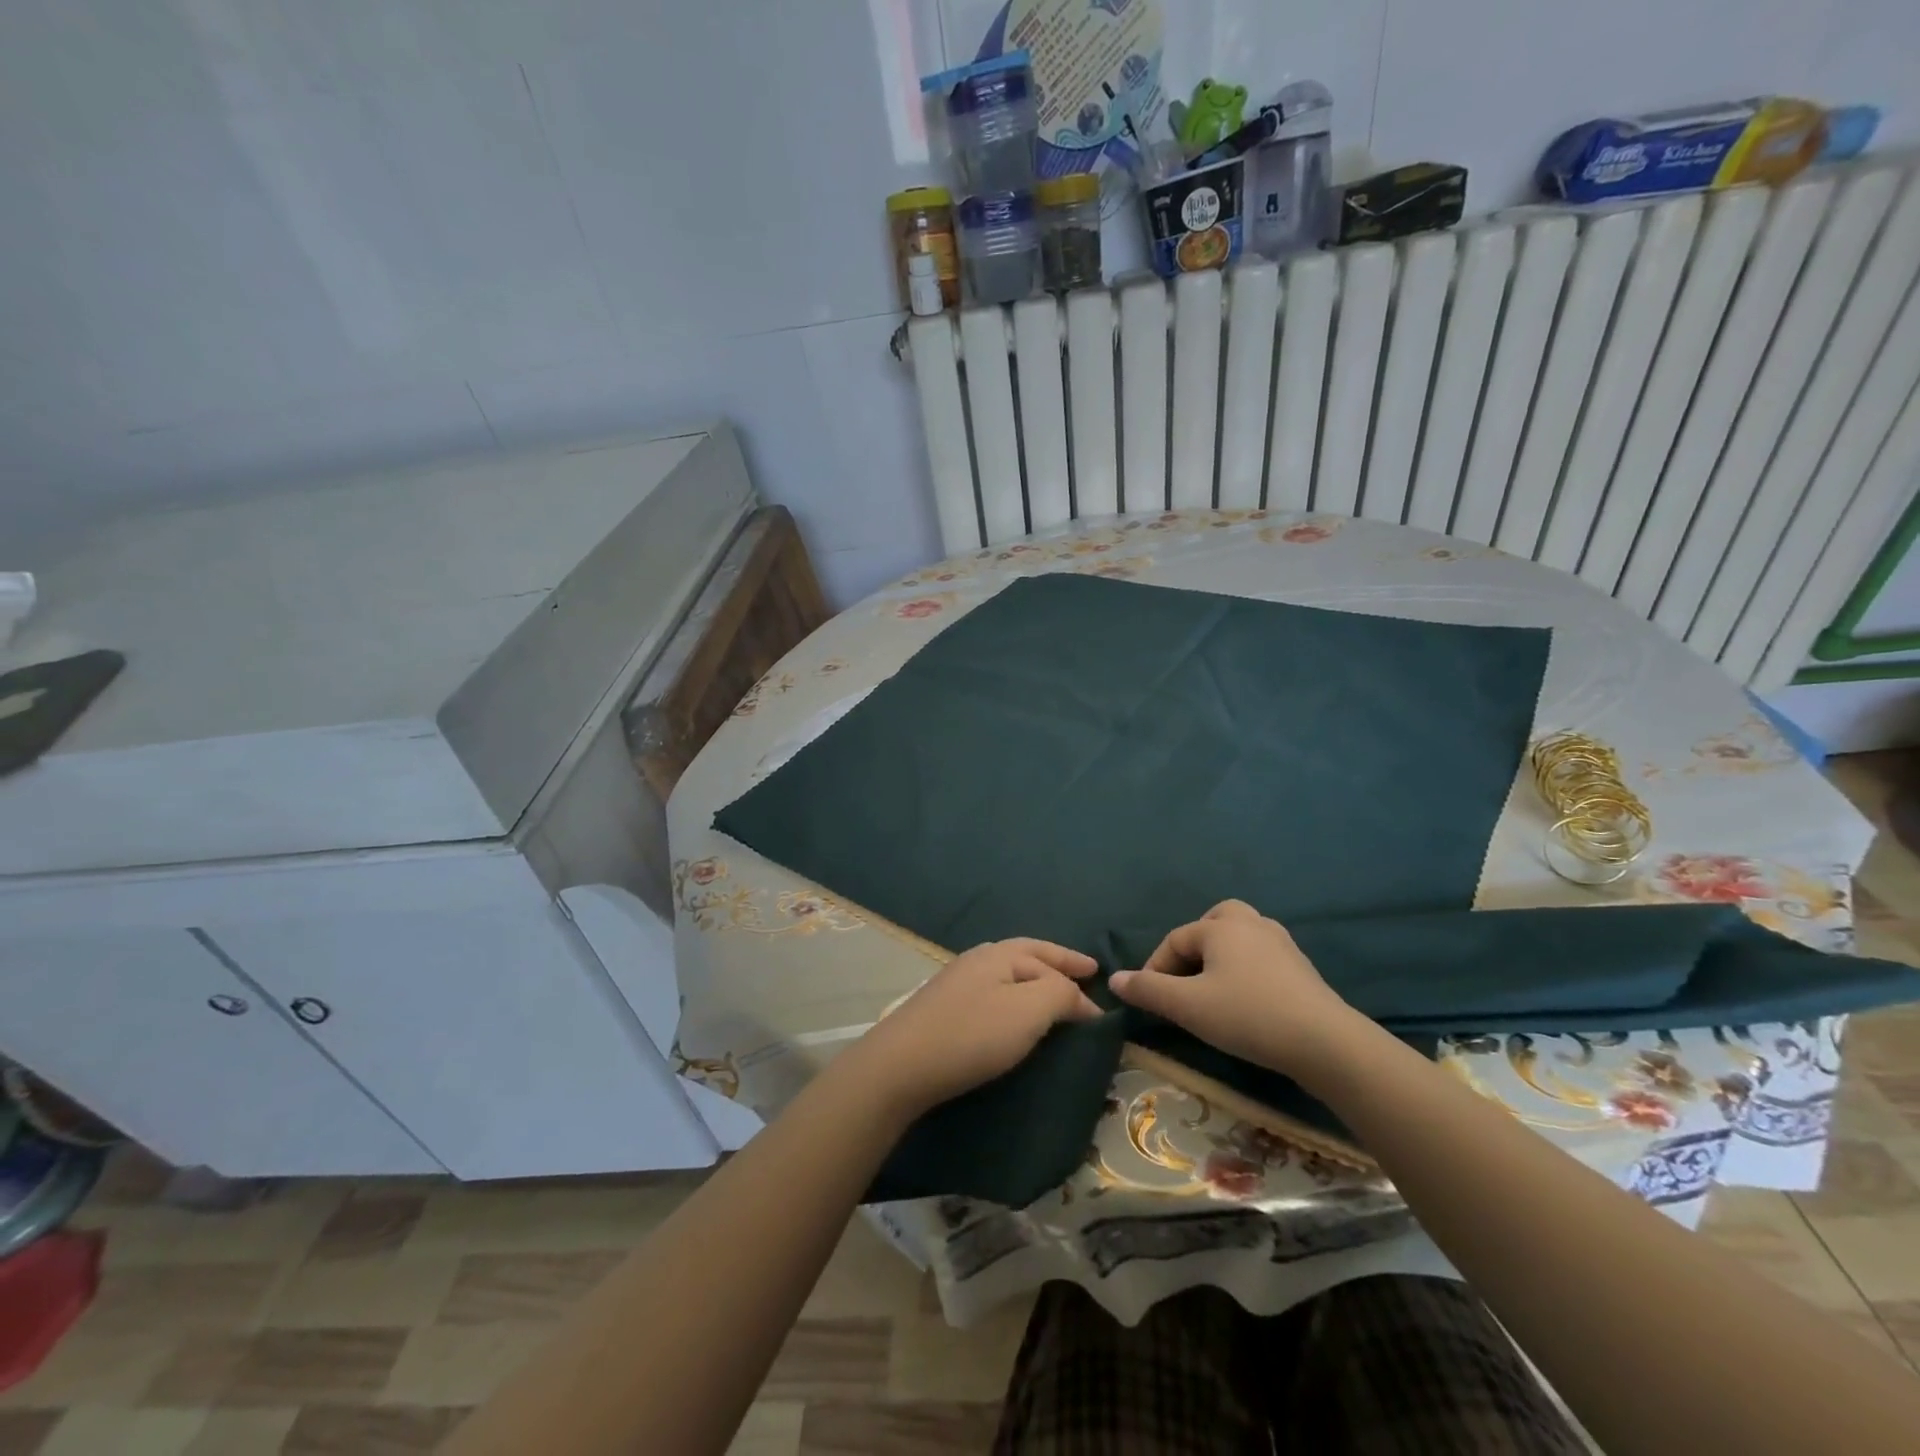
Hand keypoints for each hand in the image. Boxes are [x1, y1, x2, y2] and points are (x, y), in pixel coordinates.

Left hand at [838, 939, 1101, 1118]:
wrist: (900, 1065)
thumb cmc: (971, 1034)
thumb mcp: (1027, 1011)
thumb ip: (1060, 995)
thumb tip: (1079, 997)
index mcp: (999, 954)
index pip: (1048, 958)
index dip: (1077, 977)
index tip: (1101, 1001)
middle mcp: (977, 960)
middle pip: (1025, 955)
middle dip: (1056, 963)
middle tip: (1085, 972)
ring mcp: (956, 983)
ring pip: (1006, 973)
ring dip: (1034, 980)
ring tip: (1053, 994)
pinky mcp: (943, 1010)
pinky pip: (992, 993)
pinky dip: (1013, 998)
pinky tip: (1013, 1015)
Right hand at [1108, 900, 1356, 1073]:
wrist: (1325, 1042)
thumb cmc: (1248, 1016)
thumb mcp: (1188, 1007)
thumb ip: (1148, 990)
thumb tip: (1114, 979)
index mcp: (1220, 927)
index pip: (1175, 940)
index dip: (1155, 968)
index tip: (1149, 998)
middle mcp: (1250, 924)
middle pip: (1213, 922)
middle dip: (1194, 946)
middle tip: (1185, 978)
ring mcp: (1281, 943)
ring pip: (1241, 936)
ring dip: (1221, 955)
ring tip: (1213, 987)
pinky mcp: (1302, 967)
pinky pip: (1262, 955)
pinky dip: (1246, 968)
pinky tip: (1247, 998)